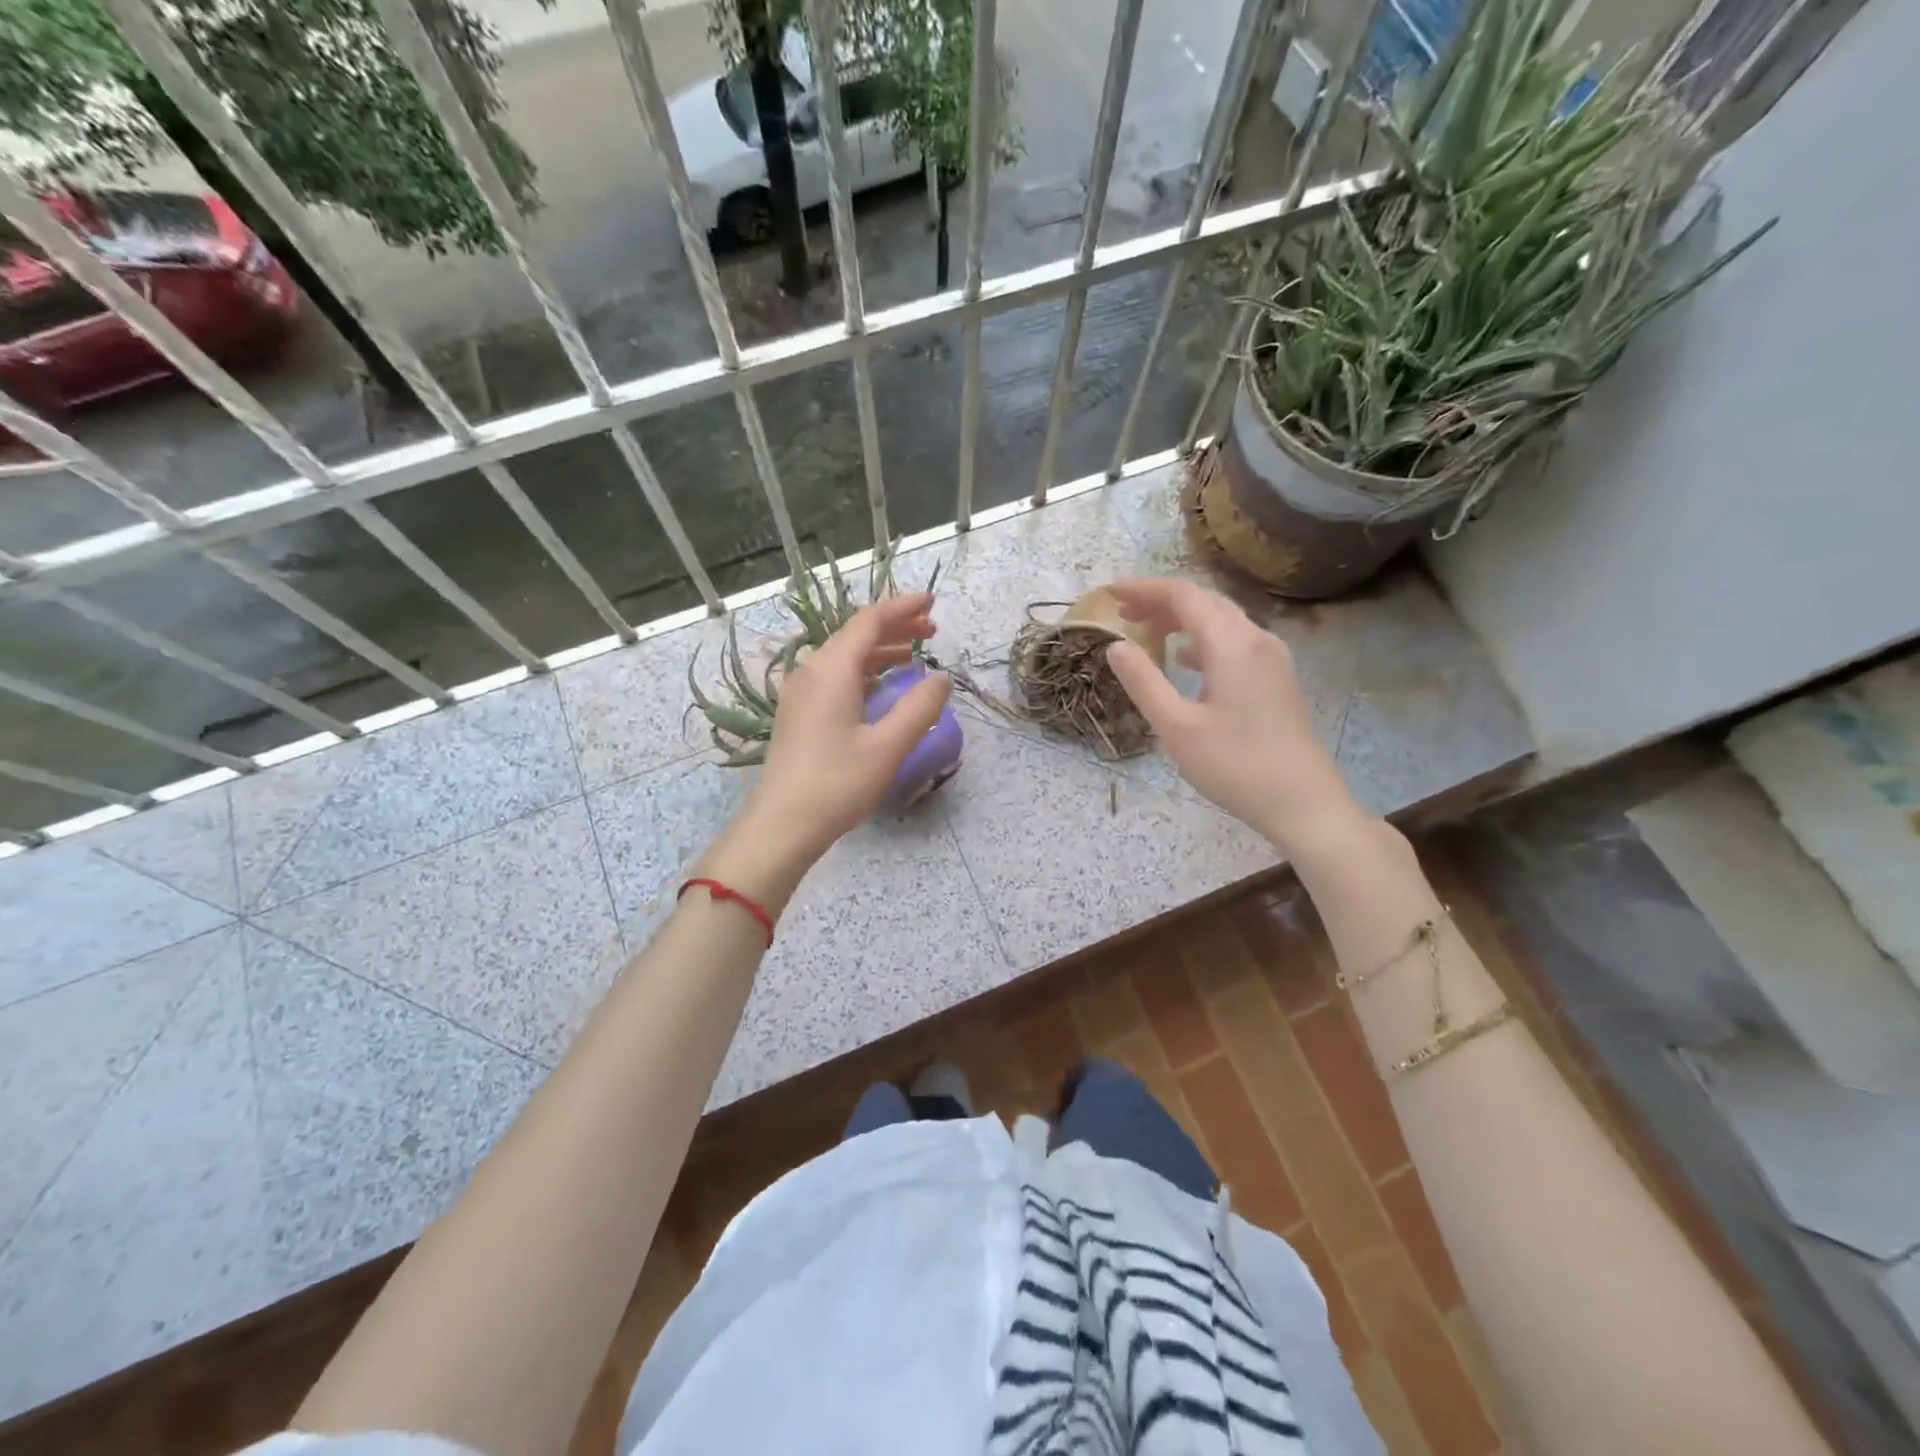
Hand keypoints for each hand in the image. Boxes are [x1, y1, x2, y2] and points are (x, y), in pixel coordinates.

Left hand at [736, 591, 951, 870]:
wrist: (781, 825)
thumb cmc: (836, 784)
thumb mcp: (888, 746)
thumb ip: (920, 707)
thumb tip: (941, 677)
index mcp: (831, 670)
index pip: (870, 621)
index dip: (903, 608)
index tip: (932, 604)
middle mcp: (811, 672)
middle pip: (855, 635)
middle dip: (895, 627)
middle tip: (931, 631)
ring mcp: (800, 693)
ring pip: (844, 656)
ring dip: (879, 650)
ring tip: (913, 656)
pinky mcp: (798, 714)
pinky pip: (834, 677)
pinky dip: (863, 671)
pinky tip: (880, 687)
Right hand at [1102, 578, 1364, 855]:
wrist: (1302, 802)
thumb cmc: (1235, 766)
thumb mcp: (1176, 727)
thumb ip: (1143, 682)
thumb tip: (1116, 646)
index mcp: (1231, 644)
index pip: (1184, 596)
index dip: (1145, 588)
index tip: (1110, 592)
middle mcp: (1256, 640)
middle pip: (1205, 602)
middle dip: (1161, 601)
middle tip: (1123, 611)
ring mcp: (1271, 658)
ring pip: (1222, 621)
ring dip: (1182, 619)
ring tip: (1147, 630)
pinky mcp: (1277, 678)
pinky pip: (1235, 642)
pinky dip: (1203, 640)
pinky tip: (1185, 660)